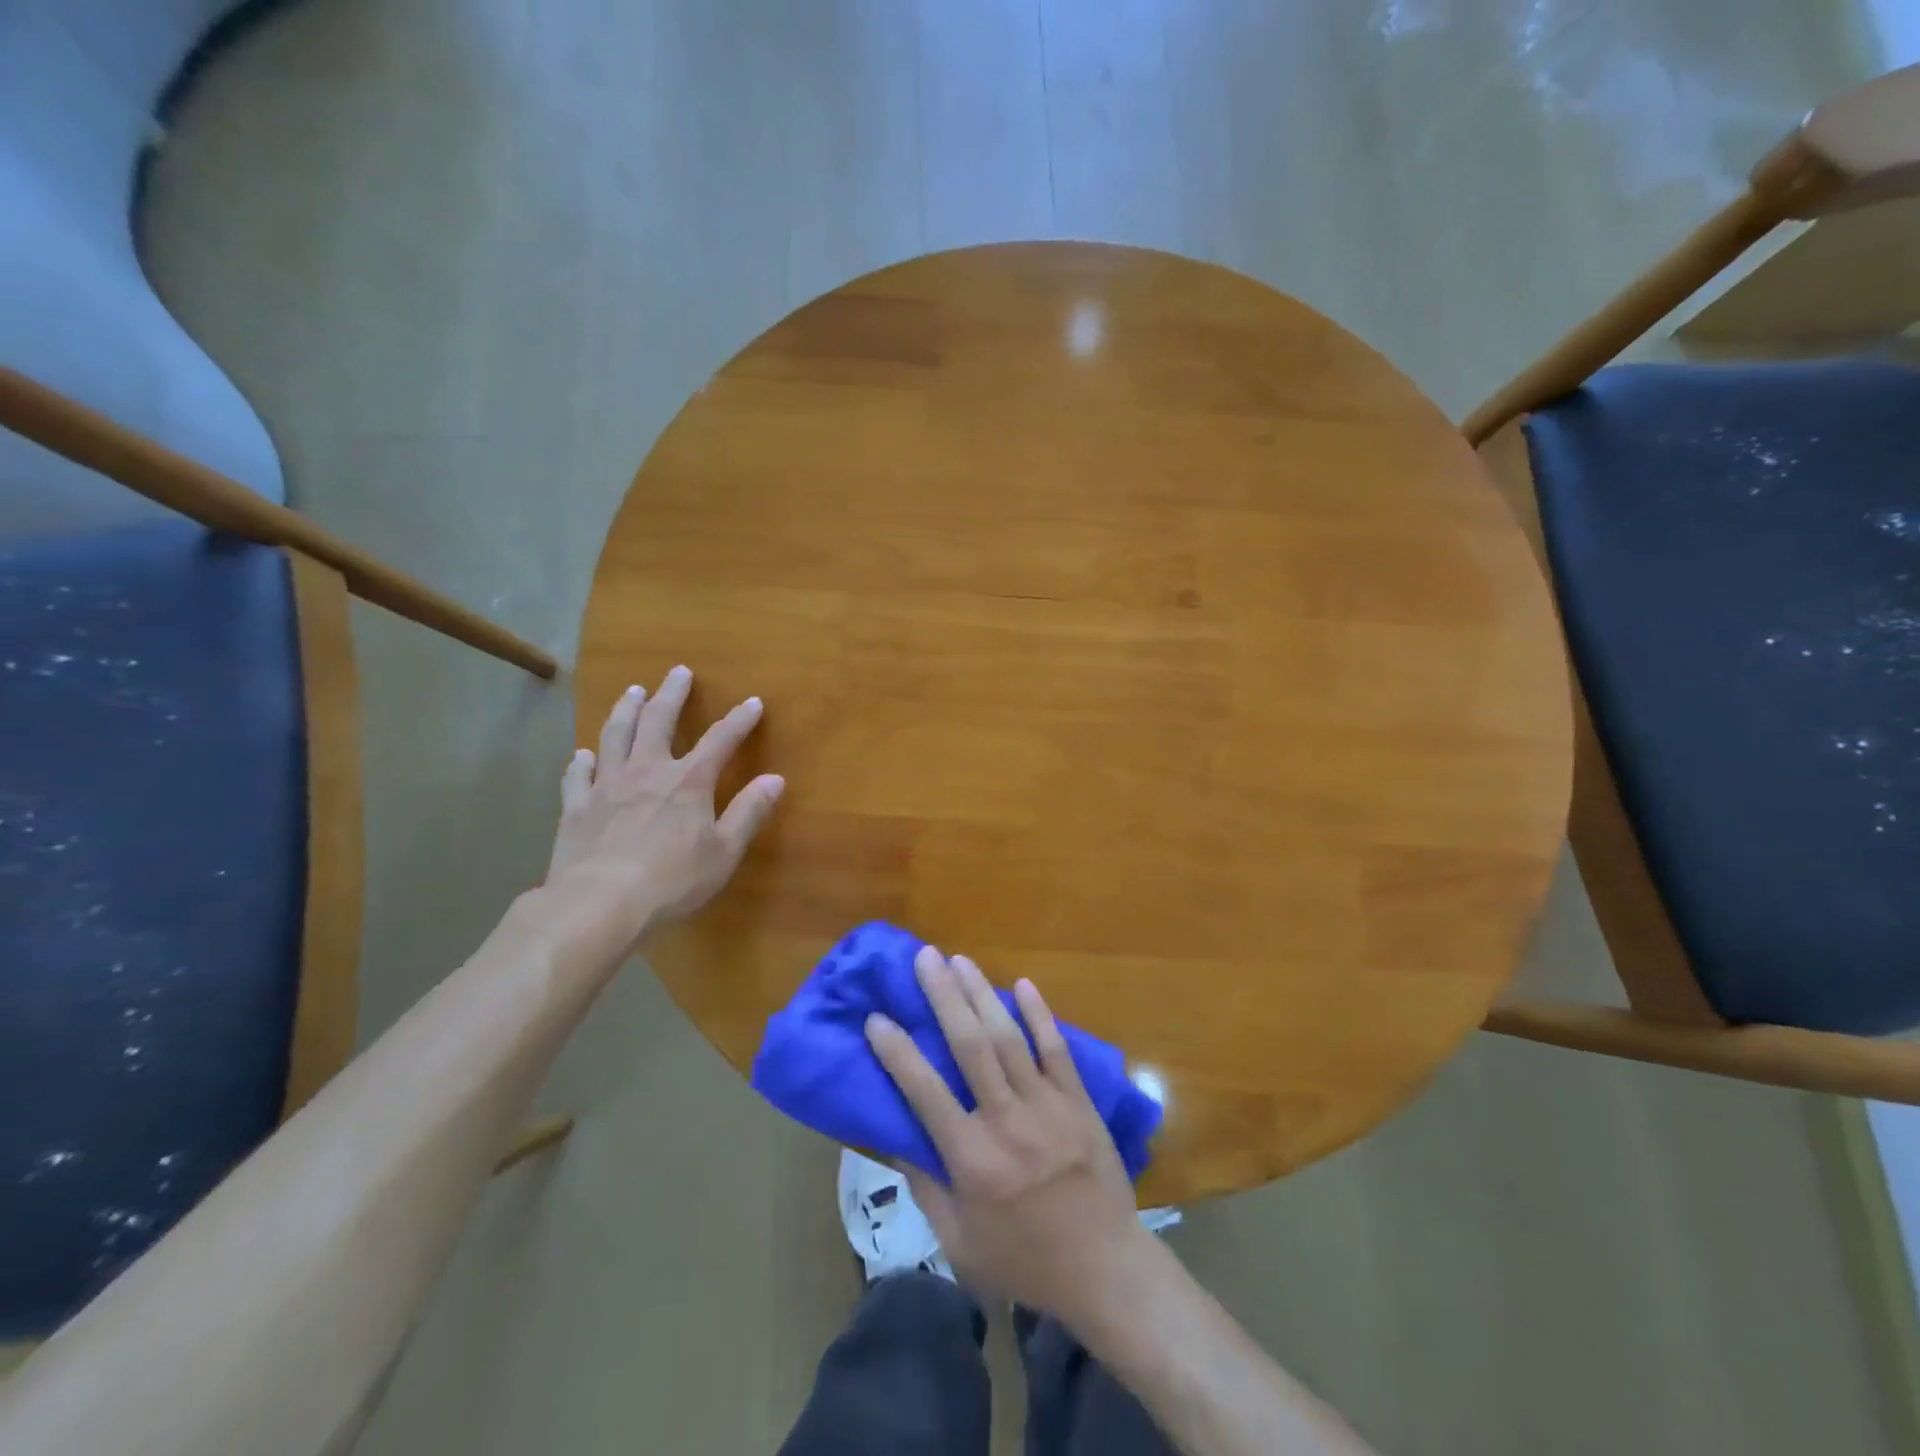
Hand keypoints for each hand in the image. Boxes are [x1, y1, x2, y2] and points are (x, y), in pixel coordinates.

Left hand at [544, 666, 783, 940]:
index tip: (753, 703)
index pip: (720, 740)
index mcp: (688, 782)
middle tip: (678, 672)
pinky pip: (577, 774)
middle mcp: (647, 771)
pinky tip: (583, 754)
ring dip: (626, 710)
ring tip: (633, 691)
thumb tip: (775, 779)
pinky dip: (582, 760)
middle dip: (672, 694)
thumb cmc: (672, 881)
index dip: (739, 720)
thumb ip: (749, 812)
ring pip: (615, 735)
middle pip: (659, 721)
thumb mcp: (725, 851)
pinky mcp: (576, 806)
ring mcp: (607, 785)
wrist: (599, 904)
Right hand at [864, 947, 1150, 1324]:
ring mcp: (1048, 1106)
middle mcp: (1007, 1122)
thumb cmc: (1024, 1259)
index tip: (876, 1018)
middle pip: (970, 1046)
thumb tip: (894, 1135)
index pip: (925, 1092)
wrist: (1105, 1269)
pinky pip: (1056, 1049)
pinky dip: (1039, 1015)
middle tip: (925, 957)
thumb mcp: (959, 1242)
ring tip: (960, 960)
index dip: (897, 1052)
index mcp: (972, 1160)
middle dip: (944, 997)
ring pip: (1009, 1038)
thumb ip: (925, 1186)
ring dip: (983, 994)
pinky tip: (1023, 984)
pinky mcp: (1079, 1101)